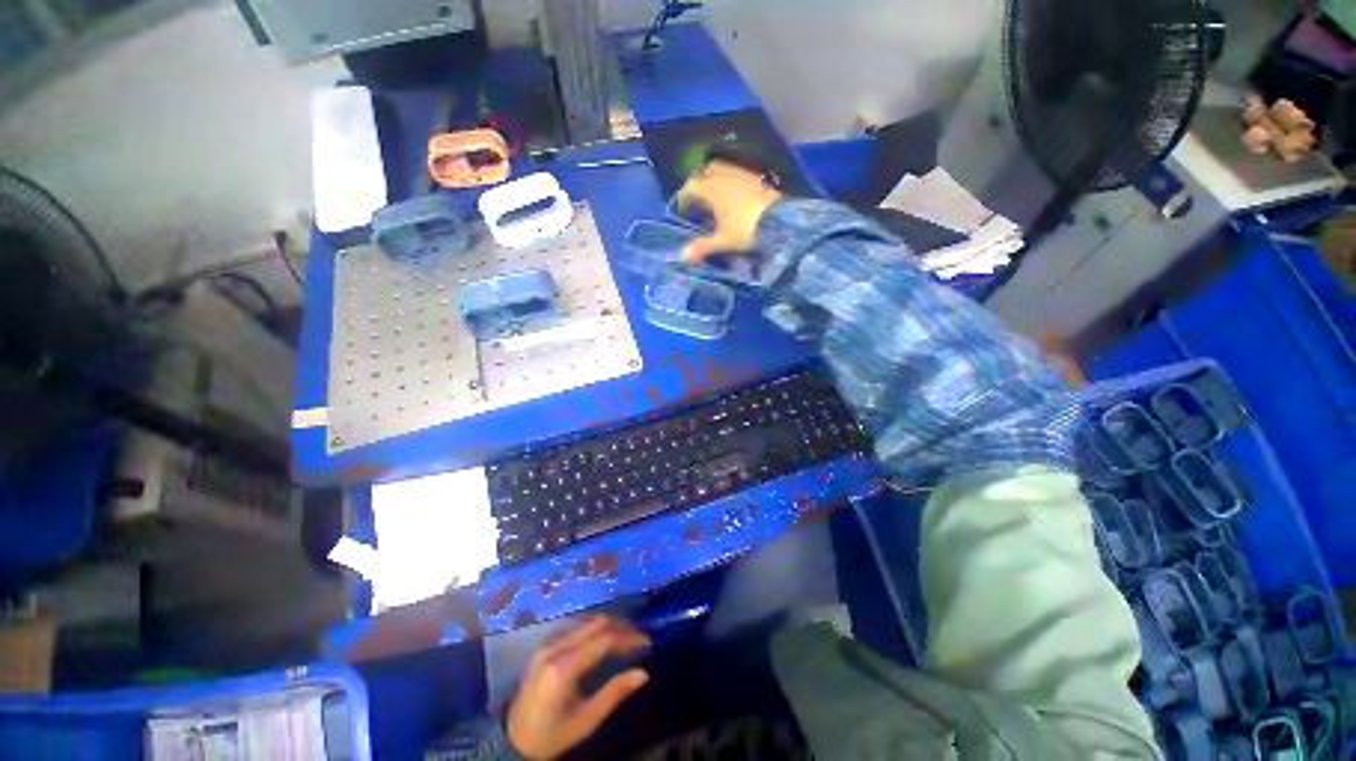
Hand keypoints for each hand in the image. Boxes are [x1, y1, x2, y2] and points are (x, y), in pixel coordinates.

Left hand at [506, 617, 649, 759]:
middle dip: (620, 627)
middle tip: (638, 637)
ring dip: (608, 625)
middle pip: (595, 624)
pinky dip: (594, 628)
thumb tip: (644, 673)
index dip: (627, 637)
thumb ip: (614, 693)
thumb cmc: (553, 735)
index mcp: (564, 668)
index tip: (646, 642)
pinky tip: (604, 638)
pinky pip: (575, 627)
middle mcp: (555, 648)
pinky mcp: (544, 645)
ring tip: (626, 636)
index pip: (603, 640)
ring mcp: (547, 644)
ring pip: (585, 622)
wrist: (513, 741)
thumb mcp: (586, 720)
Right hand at [676, 161, 782, 261]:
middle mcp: (725, 177)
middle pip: (705, 173)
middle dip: (699, 184)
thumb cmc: (747, 230)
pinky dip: (730, 182)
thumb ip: (703, 246)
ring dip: (715, 180)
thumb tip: (682, 256)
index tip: (682, 211)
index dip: (683, 198)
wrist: (781, 220)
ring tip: (715, 199)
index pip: (690, 187)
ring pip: (722, 170)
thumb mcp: (723, 241)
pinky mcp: (757, 178)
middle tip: (698, 202)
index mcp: (713, 190)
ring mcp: (742, 175)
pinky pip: (737, 173)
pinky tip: (735, 197)